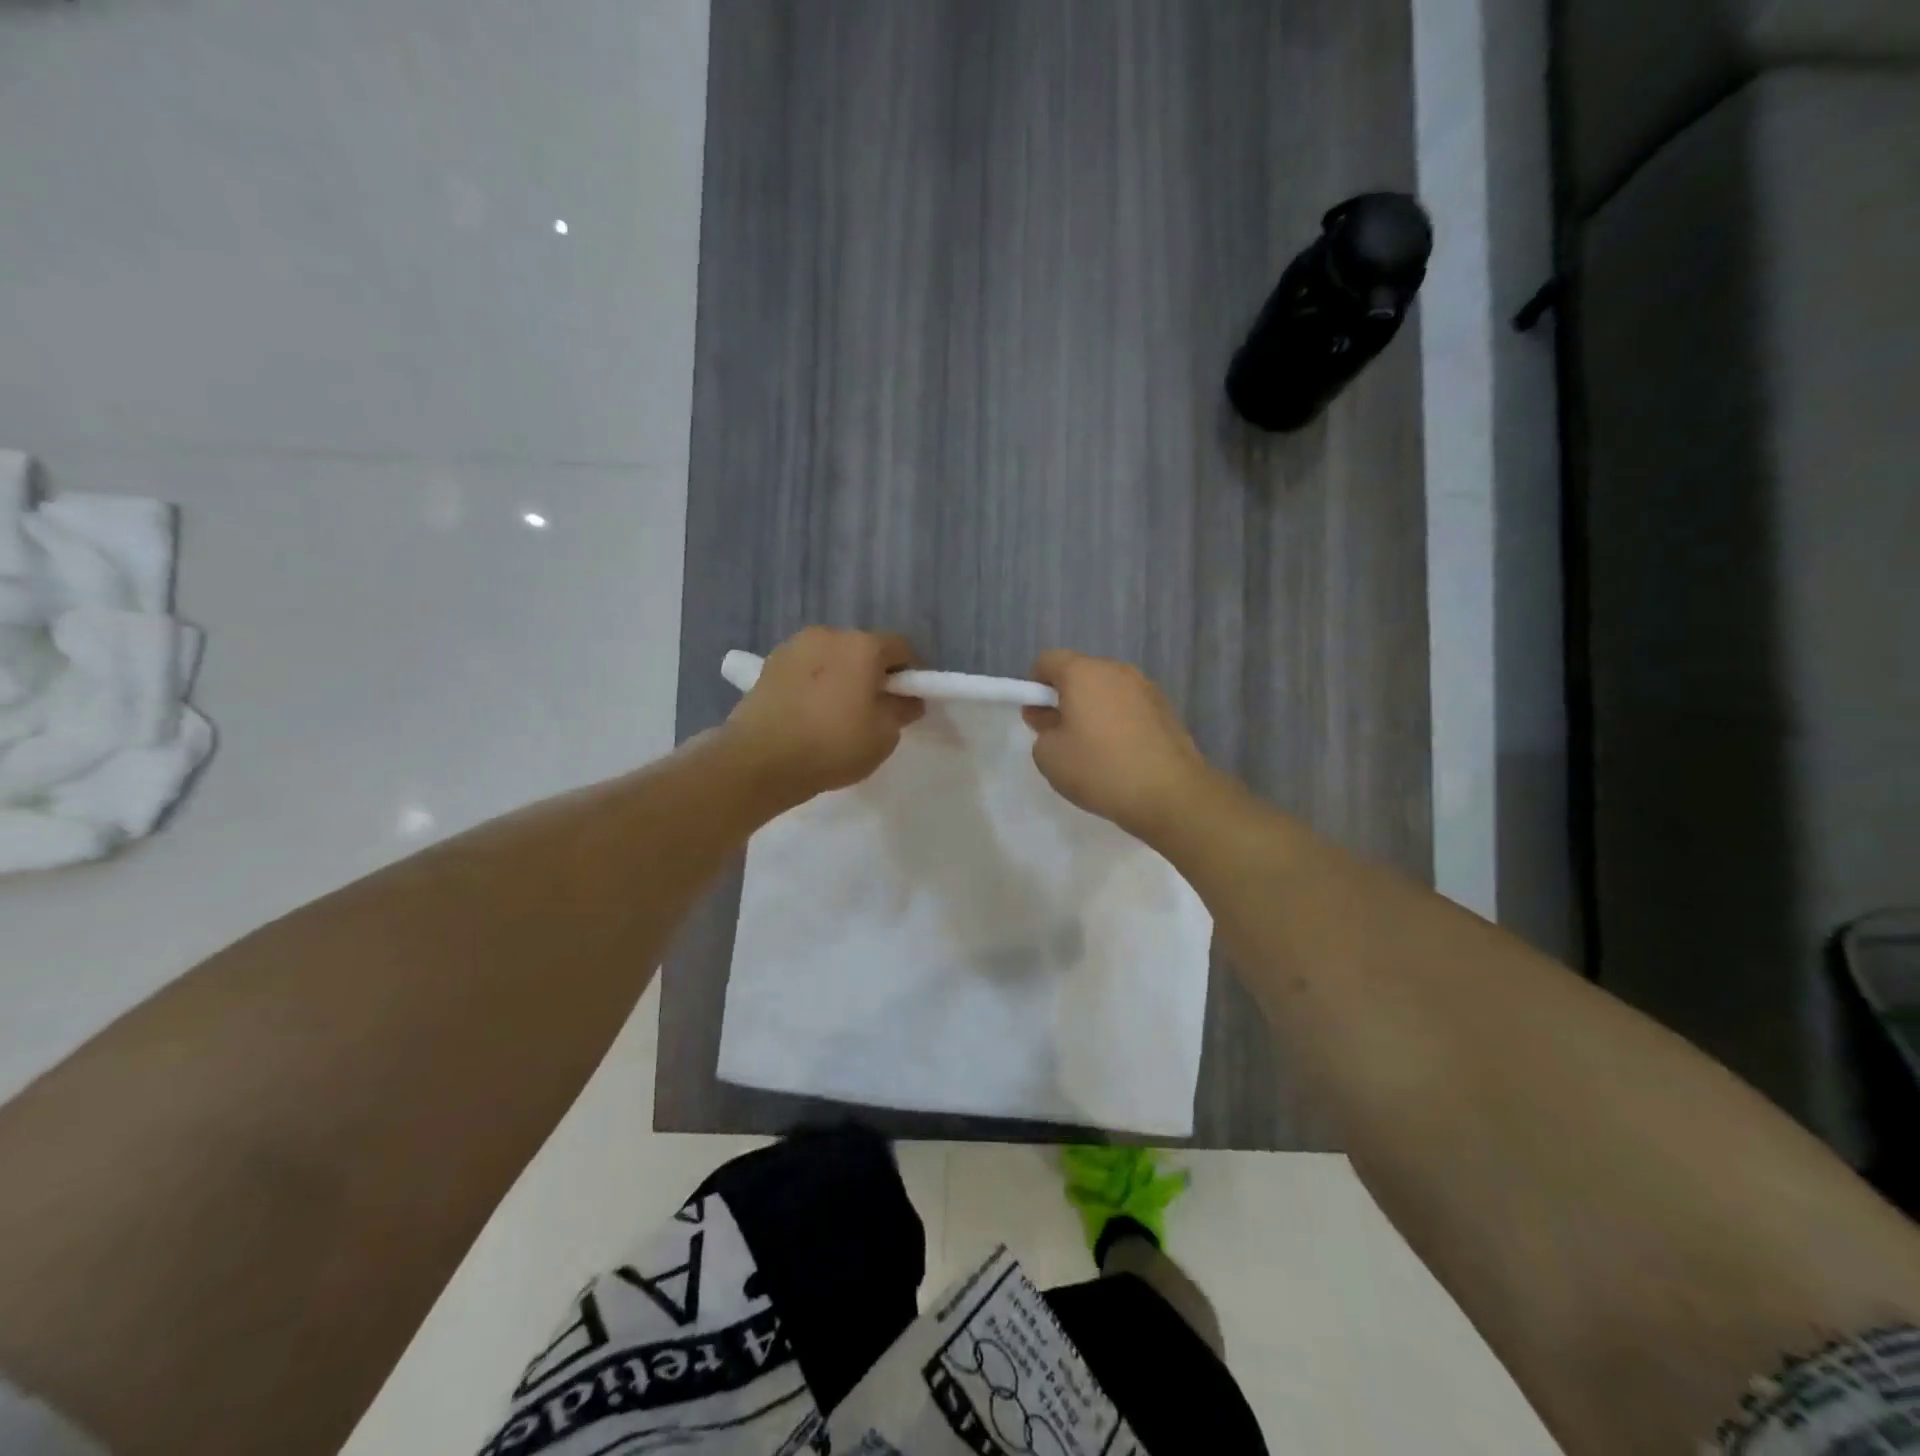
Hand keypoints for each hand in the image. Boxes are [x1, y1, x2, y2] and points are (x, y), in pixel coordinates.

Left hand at [723, 627, 923, 810]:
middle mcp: (828, 634)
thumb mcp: (884, 736)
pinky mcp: (768, 664)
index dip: (910, 674)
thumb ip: (902, 710)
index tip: (906, 702)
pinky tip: (809, 713)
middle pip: (864, 649)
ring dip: (841, 676)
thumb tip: (907, 699)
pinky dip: (814, 683)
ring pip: (832, 657)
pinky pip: (805, 669)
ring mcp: (794, 646)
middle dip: (873, 673)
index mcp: (863, 646)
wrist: (759, 760)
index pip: (902, 647)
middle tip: (872, 709)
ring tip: (836, 713)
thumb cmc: (833, 745)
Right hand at [1023, 651, 1211, 839]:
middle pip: (1080, 673)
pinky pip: (1130, 706)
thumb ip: (1042, 731)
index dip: (1034, 684)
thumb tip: (1054, 721)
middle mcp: (1117, 670)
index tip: (1036, 715)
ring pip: (1107, 690)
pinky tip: (1120, 754)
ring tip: (1093, 749)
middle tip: (1060, 735)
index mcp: (1084, 673)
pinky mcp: (1166, 709)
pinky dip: (1118, 721)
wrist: (1170, 793)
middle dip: (1065, 697)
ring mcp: (1146, 688)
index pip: (1048, 660)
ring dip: (1094, 709)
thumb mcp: (1049, 756)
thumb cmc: (1100, 769)